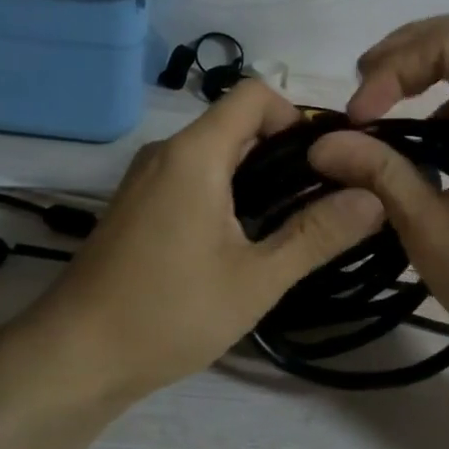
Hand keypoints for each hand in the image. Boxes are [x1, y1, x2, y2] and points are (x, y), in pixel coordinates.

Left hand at [34, 80, 386, 399]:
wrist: (75, 355)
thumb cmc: (169, 313)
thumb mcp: (256, 279)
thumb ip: (317, 235)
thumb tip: (374, 196)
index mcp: (194, 154)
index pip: (254, 93)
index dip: (296, 116)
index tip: (325, 163)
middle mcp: (166, 152)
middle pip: (236, 123)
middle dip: (284, 152)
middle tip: (320, 202)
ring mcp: (145, 178)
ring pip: (214, 153)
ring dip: (256, 176)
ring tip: (288, 226)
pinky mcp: (136, 205)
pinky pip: (191, 177)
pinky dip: (226, 192)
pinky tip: (241, 242)